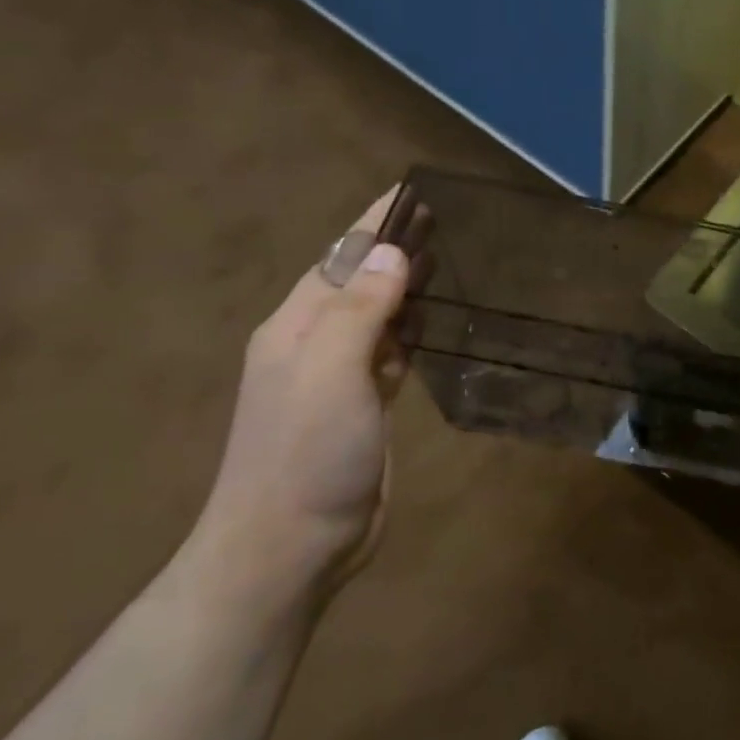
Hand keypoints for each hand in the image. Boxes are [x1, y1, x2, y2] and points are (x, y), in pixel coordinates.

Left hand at [190, 188, 432, 607]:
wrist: (288, 547)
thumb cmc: (306, 452)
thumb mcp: (330, 371)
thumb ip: (361, 309)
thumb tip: (391, 253)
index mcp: (297, 326)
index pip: (341, 257)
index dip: (376, 223)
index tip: (414, 191)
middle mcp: (314, 344)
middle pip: (360, 282)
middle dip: (396, 250)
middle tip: (449, 222)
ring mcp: (338, 379)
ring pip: (378, 317)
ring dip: (407, 289)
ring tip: (451, 262)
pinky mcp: (363, 408)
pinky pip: (390, 353)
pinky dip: (412, 332)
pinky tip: (436, 325)